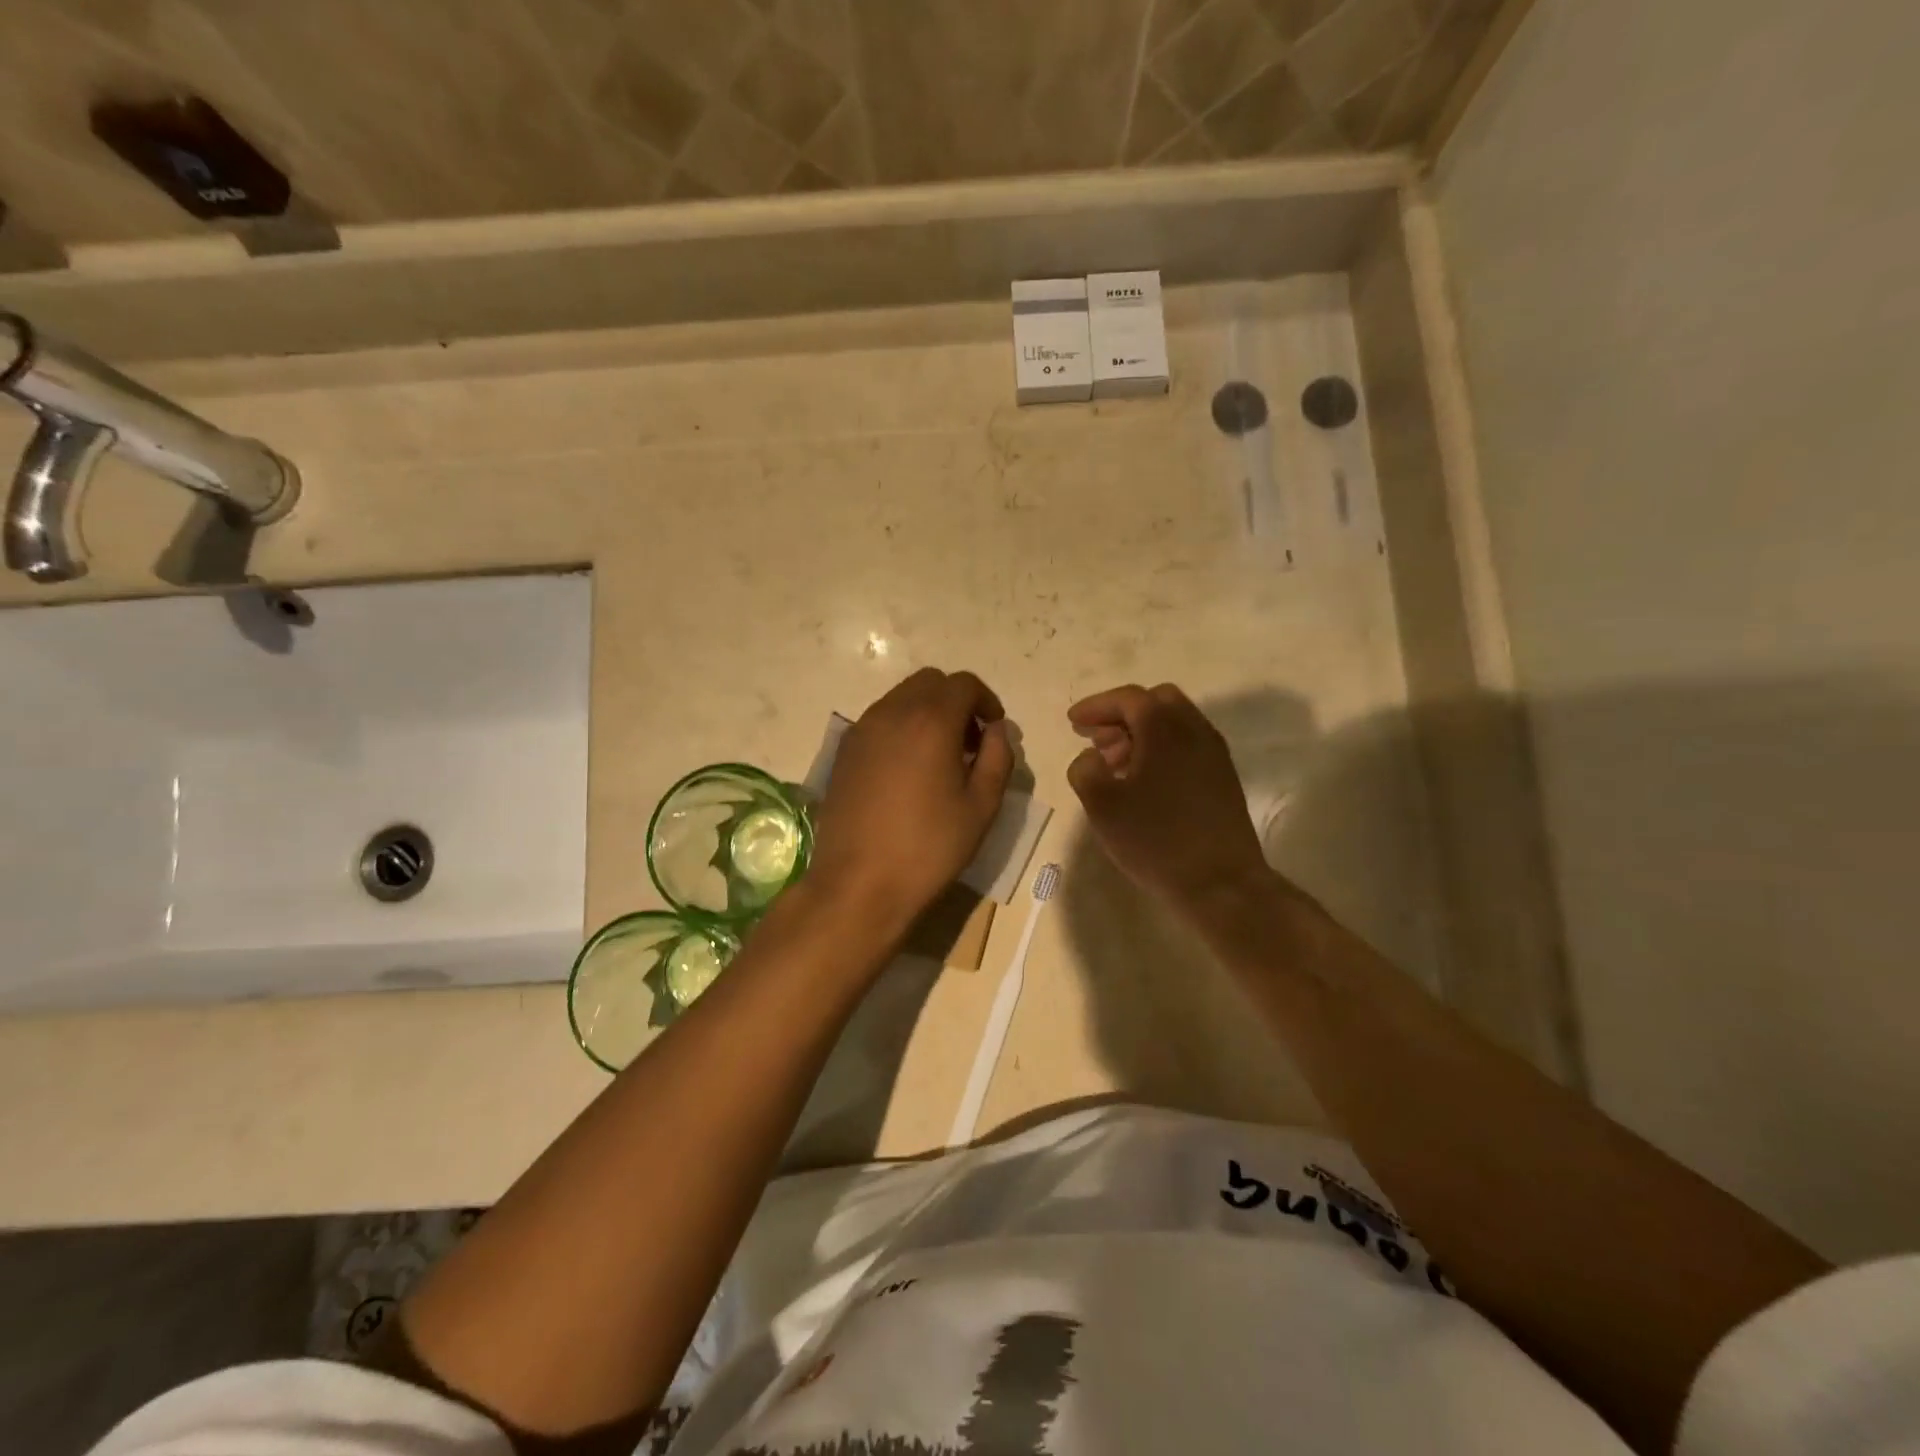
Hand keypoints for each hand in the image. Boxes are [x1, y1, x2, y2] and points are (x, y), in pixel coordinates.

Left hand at [809, 668, 1014, 932]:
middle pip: (930, 682)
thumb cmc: (929, 847)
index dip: (986, 701)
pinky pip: (879, 721)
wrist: (858, 884)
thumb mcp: (981, 806)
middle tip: (970, 742)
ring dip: (927, 713)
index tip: (994, 730)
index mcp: (930, 721)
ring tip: (939, 758)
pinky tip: (908, 770)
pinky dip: (901, 728)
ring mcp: (861, 730)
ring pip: (901, 698)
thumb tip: (997, 730)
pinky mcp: (843, 752)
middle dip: (956, 702)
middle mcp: (891, 713)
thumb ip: (998, 758)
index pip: (964, 684)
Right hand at [1067, 683, 1269, 915]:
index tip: (1072, 722)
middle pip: (1155, 701)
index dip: (1096, 706)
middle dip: (1121, 714)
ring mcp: (1213, 753)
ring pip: (1174, 722)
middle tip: (1097, 739)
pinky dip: (1161, 748)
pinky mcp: (1222, 777)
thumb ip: (1085, 770)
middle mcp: (1194, 729)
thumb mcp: (1102, 805)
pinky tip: (1144, 782)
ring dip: (1142, 732)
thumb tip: (1092, 758)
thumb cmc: (1155, 839)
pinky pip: (1187, 744)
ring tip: (1116, 764)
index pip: (1127, 698)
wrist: (1221, 882)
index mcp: (1164, 728)